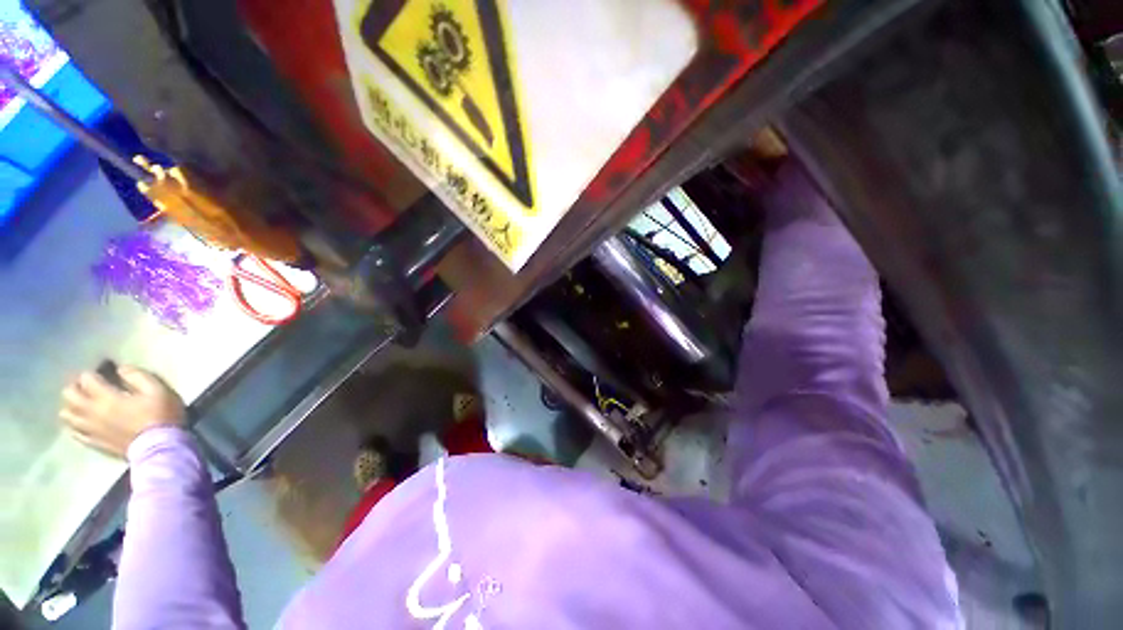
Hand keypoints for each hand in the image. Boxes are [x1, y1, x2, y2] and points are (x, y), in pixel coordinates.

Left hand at [60, 366, 186, 458]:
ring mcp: (91, 429)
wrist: (161, 447)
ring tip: (82, 404)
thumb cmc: (161, 415)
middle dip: (75, 387)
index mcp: (106, 397)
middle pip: (69, 395)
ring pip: (67, 415)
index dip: (93, 372)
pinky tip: (82, 423)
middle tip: (88, 386)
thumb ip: (137, 376)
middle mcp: (91, 411)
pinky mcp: (94, 442)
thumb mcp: (157, 390)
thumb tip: (122, 368)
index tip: (104, 372)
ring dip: (71, 406)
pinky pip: (75, 433)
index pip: (87, 378)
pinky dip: (74, 425)